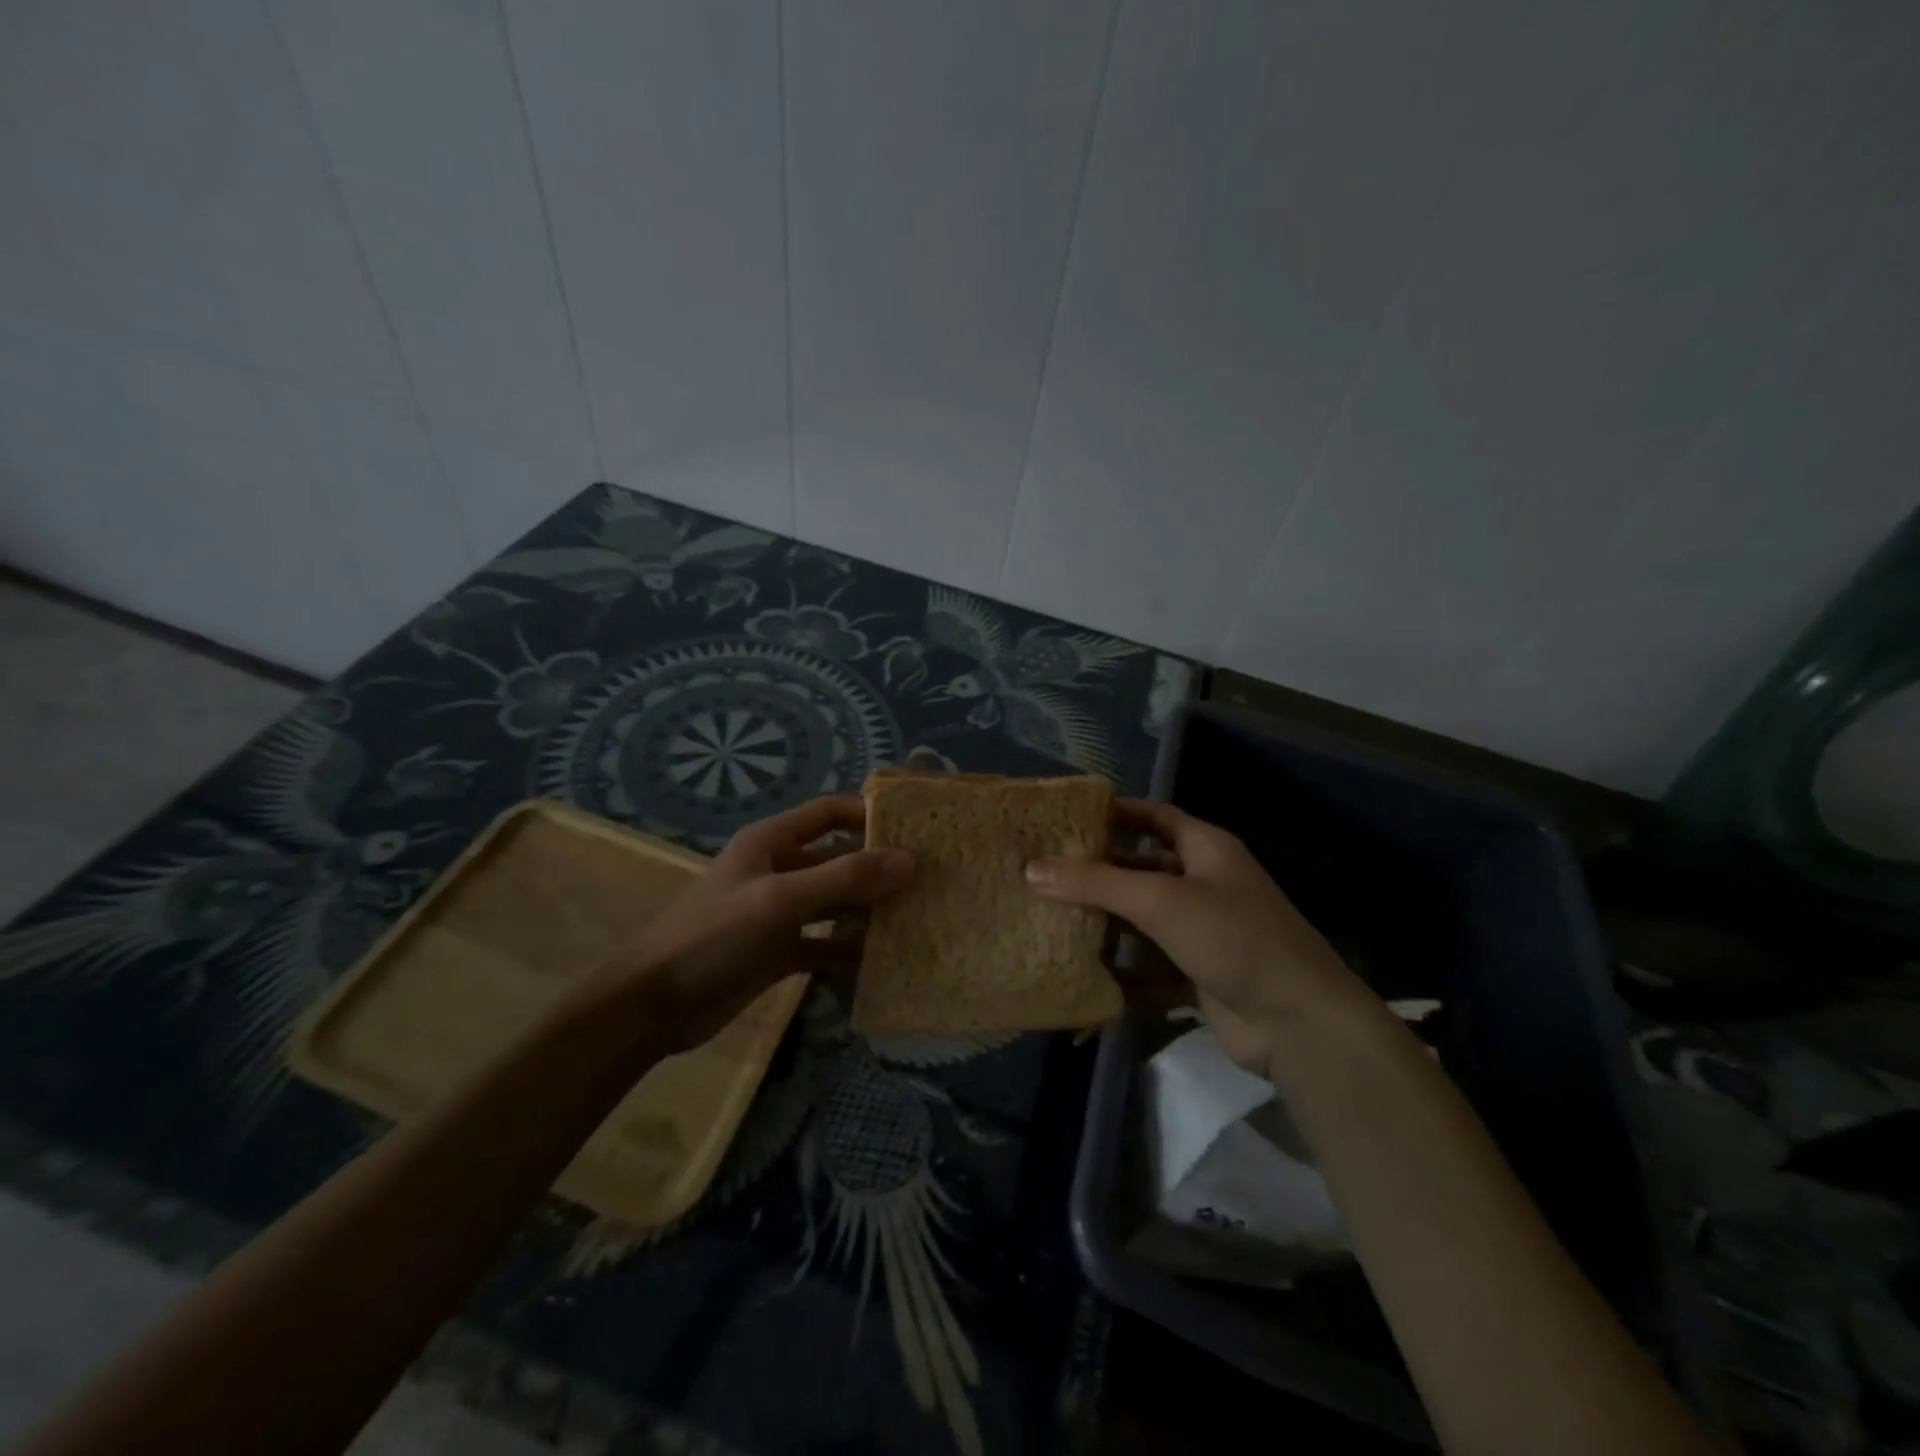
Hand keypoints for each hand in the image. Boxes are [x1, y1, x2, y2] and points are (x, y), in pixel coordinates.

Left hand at [587, 796, 914, 1052]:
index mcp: (772, 842)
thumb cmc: (714, 935)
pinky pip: (826, 943)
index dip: (869, 814)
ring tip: (918, 915)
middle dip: (879, 866)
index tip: (916, 828)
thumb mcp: (781, 899)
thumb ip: (844, 879)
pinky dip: (851, 948)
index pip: (830, 812)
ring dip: (870, 909)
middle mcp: (780, 870)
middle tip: (930, 877)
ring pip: (837, 902)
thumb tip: (910, 861)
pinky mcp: (780, 951)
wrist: (655, 1005)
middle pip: (839, 859)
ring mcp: (780, 912)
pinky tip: (883, 958)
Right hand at [1025, 800, 1373, 1071]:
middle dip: (1099, 875)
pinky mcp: (1199, 977)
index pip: (1156, 817)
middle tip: (1045, 876)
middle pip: (1143, 871)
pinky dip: (1123, 977)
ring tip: (1052, 924)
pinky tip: (1084, 981)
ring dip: (1107, 927)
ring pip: (1144, 922)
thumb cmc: (1233, 938)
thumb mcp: (1161, 901)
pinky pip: (1151, 970)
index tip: (1070, 818)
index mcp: (1206, 851)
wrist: (1299, 1023)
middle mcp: (1206, 885)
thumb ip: (1096, 884)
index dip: (1118, 813)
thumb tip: (1032, 868)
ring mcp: (1204, 933)